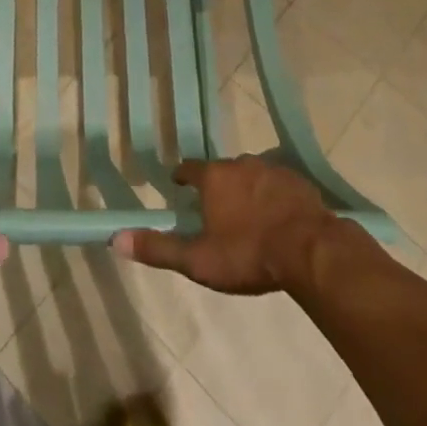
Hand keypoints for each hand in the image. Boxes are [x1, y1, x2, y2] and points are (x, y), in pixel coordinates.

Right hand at [112, 156, 364, 293]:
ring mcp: (271, 169)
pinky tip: (280, 218)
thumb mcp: (199, 260)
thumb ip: (159, 249)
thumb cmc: (249, 255)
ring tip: (250, 214)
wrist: (311, 251)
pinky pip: (279, 185)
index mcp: (213, 178)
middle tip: (217, 208)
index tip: (180, 186)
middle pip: (222, 171)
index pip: (189, 168)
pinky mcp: (299, 181)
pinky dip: (275, 197)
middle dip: (218, 186)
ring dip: (247, 190)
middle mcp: (239, 164)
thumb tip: (115, 239)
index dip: (183, 177)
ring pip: (252, 175)